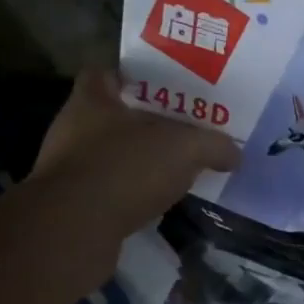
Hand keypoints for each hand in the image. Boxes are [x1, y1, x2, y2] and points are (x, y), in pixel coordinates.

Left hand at [31, 67, 239, 239]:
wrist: (73, 230)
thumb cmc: (126, 169)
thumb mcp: (186, 148)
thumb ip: (214, 145)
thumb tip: (234, 154)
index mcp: (93, 100)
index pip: (105, 73)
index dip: (133, 77)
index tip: (164, 89)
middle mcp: (73, 128)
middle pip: (114, 116)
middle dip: (146, 123)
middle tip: (184, 131)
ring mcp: (68, 168)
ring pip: (112, 155)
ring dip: (140, 162)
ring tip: (178, 169)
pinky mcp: (72, 205)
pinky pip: (110, 190)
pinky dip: (132, 194)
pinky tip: (159, 202)